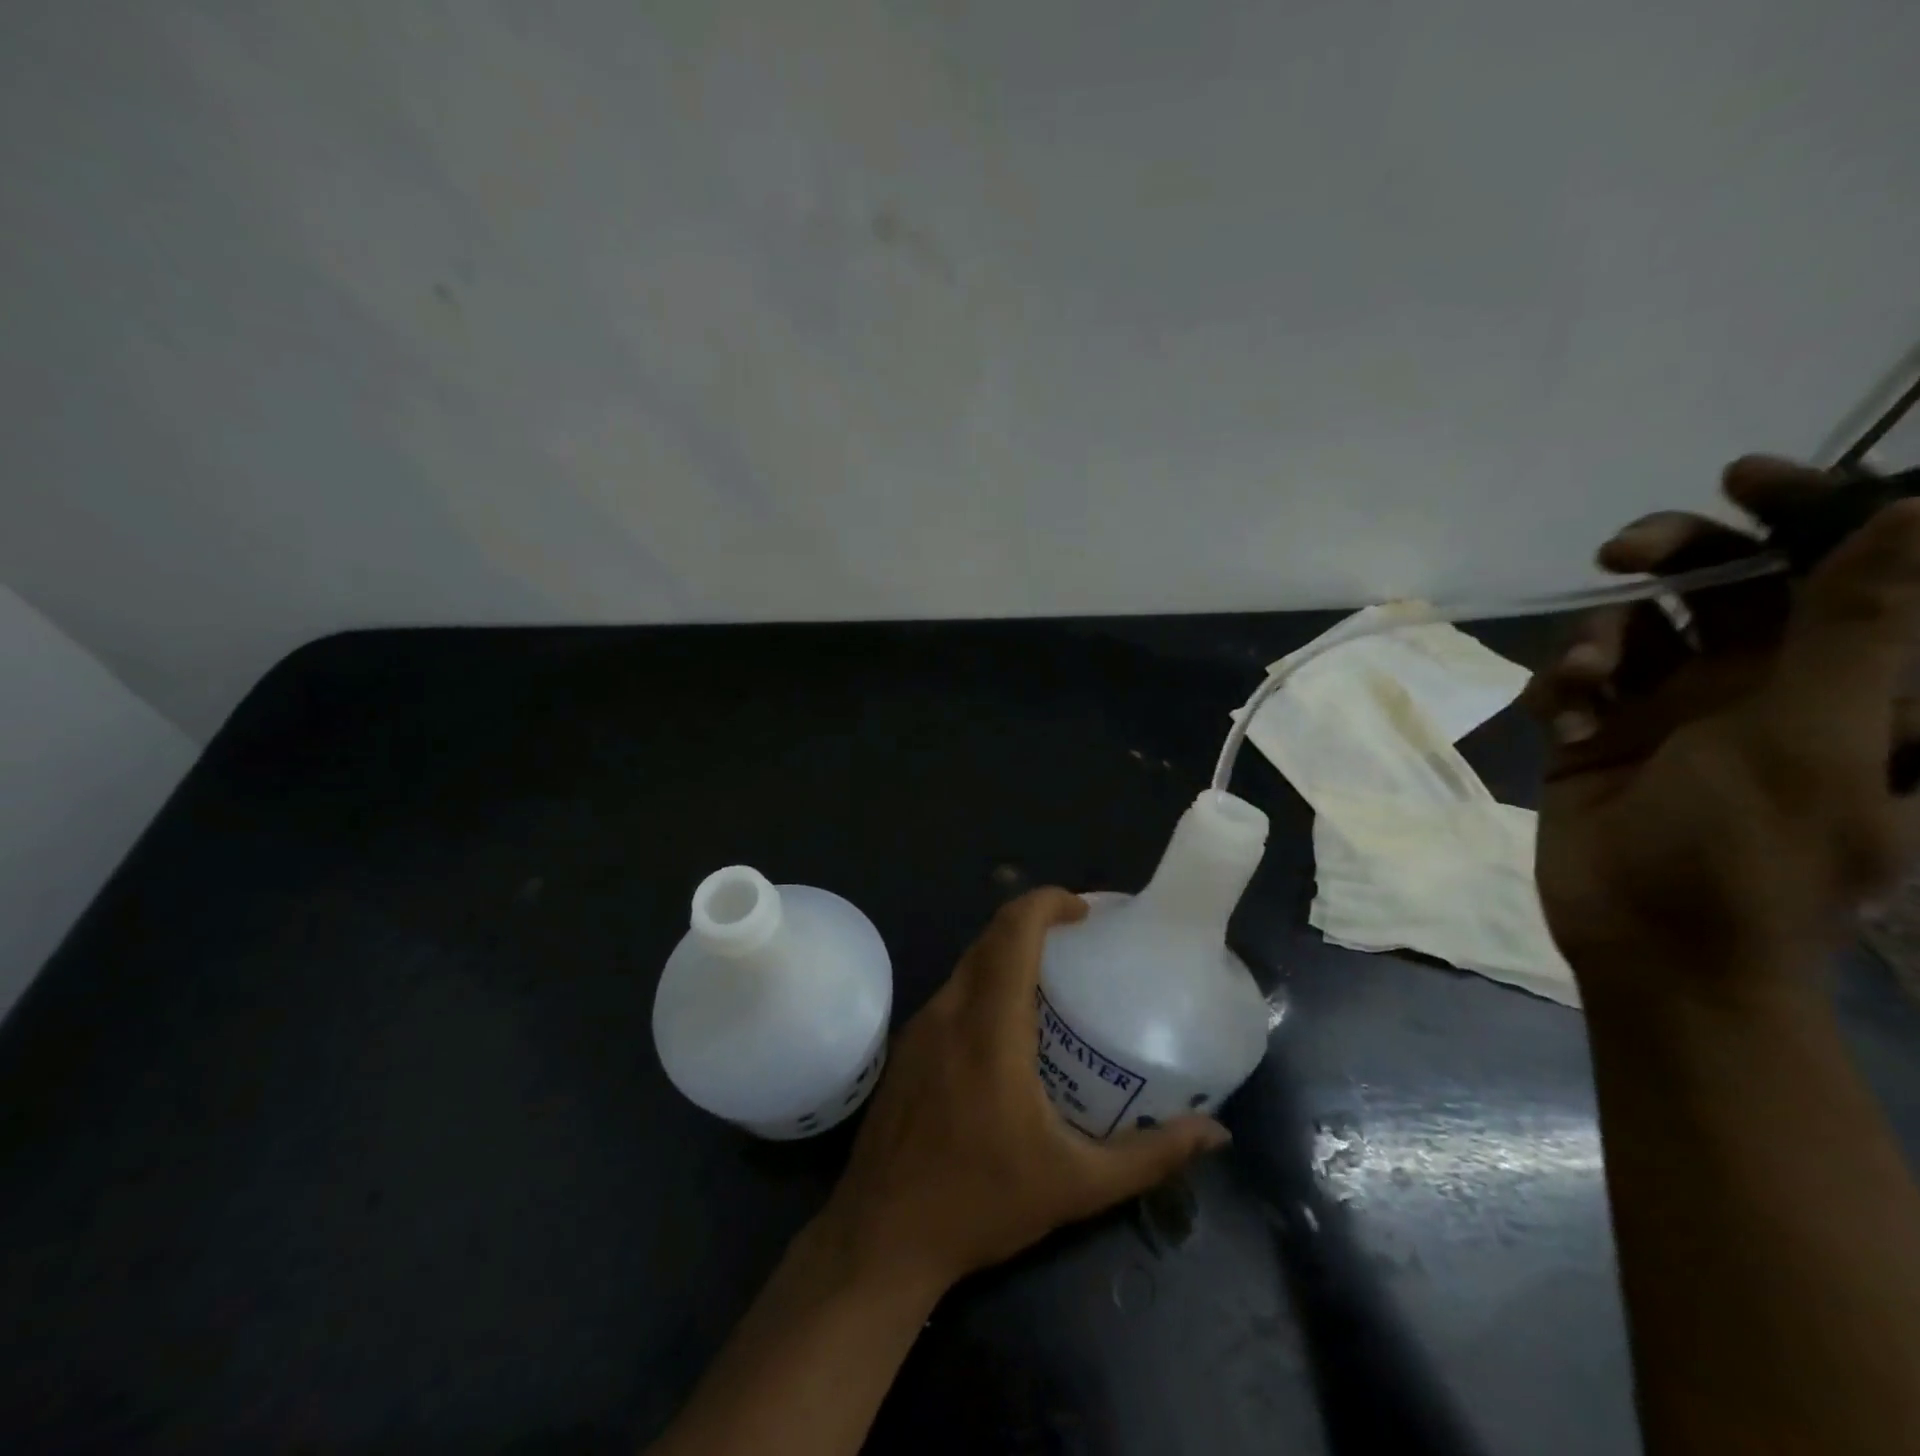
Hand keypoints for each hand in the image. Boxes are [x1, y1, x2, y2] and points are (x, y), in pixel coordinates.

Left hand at [813, 888, 1229, 1295]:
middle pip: (991, 938)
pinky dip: (986, 983)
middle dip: (1034, 923)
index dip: (1047, 903)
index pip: (1012, 933)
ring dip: (1008, 954)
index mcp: (990, 1028)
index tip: (1085, 911)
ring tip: (1054, 980)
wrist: (880, 1236)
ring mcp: (921, 1026)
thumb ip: (1149, 1156)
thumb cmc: (981, 1204)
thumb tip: (1214, 1135)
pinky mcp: (907, 1046)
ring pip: (969, 963)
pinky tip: (1010, 1026)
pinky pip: (953, 992)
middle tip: (1080, 942)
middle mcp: (950, 1011)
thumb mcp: (1076, 1186)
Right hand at [1525, 456, 1919, 991]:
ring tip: (1589, 680)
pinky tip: (1564, 720)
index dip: (1805, 510)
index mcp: (1845, 682)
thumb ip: (1856, 630)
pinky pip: (1575, 680)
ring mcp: (1673, 712)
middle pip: (1724, 583)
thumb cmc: (1751, 857)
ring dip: (1604, 636)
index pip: (1839, 568)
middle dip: (1675, 556)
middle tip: (1623, 554)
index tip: (1740, 479)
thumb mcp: (1813, 741)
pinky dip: (1564, 686)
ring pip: (1635, 627)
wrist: (1650, 944)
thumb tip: (1917, 507)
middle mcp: (1762, 684)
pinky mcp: (1599, 737)